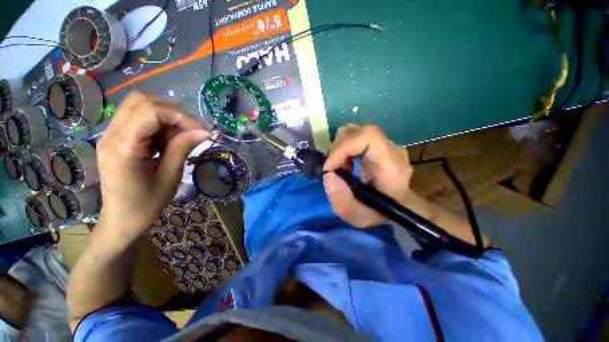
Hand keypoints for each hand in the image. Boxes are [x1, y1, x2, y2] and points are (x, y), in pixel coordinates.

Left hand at [96, 91, 208, 242]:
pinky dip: (156, 124)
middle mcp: (111, 134)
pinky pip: (136, 117)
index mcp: (124, 147)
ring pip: (138, 105)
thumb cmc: (147, 203)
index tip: (201, 130)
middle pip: (141, 100)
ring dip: (164, 117)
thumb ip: (183, 148)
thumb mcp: (171, 176)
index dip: (180, 116)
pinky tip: (164, 141)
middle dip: (172, 112)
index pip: (151, 111)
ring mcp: (109, 135)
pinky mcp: (113, 138)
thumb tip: (204, 131)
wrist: (121, 219)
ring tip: (176, 137)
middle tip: (189, 131)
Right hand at [323, 124, 412, 227]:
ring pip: (353, 131)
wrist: (398, 206)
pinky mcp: (378, 144)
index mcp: (392, 165)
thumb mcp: (359, 217)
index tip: (329, 167)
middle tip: (333, 170)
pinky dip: (343, 149)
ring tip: (341, 168)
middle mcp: (391, 149)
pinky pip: (355, 137)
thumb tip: (328, 175)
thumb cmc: (382, 213)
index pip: (368, 137)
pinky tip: (346, 165)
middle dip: (337, 150)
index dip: (343, 148)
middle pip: (357, 132)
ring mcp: (385, 143)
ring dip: (339, 149)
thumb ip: (342, 201)